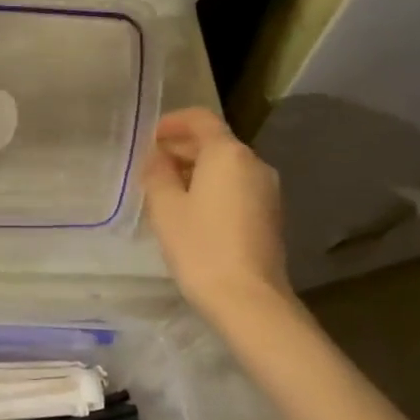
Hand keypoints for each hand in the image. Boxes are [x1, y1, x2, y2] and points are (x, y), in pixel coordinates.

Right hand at [143, 108, 293, 324]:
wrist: (249, 299)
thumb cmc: (201, 246)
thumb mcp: (165, 207)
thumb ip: (157, 173)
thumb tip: (157, 157)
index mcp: (228, 154)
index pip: (200, 119)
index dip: (172, 122)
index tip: (150, 138)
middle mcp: (254, 163)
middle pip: (215, 141)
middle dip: (182, 148)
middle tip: (151, 166)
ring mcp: (267, 190)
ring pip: (226, 166)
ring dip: (196, 169)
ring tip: (166, 190)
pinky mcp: (270, 214)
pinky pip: (236, 186)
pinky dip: (212, 187)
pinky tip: (191, 210)